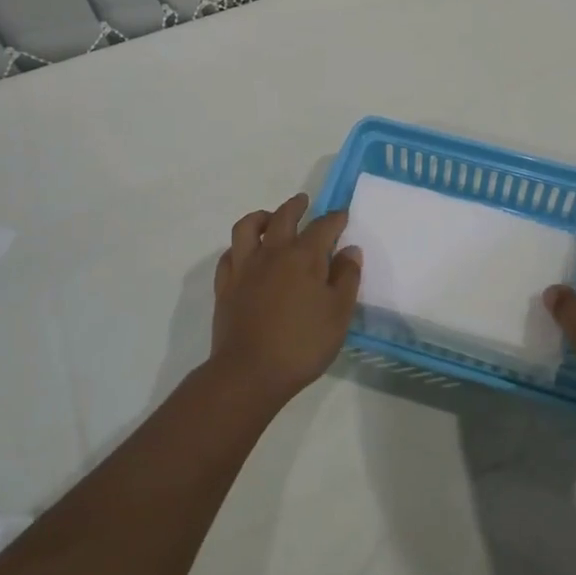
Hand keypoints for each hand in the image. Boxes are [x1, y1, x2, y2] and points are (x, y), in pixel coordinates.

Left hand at [210, 193, 361, 405]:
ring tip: (270, 218)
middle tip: (303, 201)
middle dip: (296, 206)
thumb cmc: (302, 344)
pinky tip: (245, 254)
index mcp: (304, 257)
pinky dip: (239, 248)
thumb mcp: (338, 314)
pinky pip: (229, 255)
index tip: (342, 215)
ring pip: (248, 228)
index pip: (323, 226)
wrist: (249, 373)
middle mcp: (272, 253)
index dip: (335, 218)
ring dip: (261, 217)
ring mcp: (244, 268)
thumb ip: (346, 278)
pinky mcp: (225, 286)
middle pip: (283, 217)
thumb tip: (350, 250)